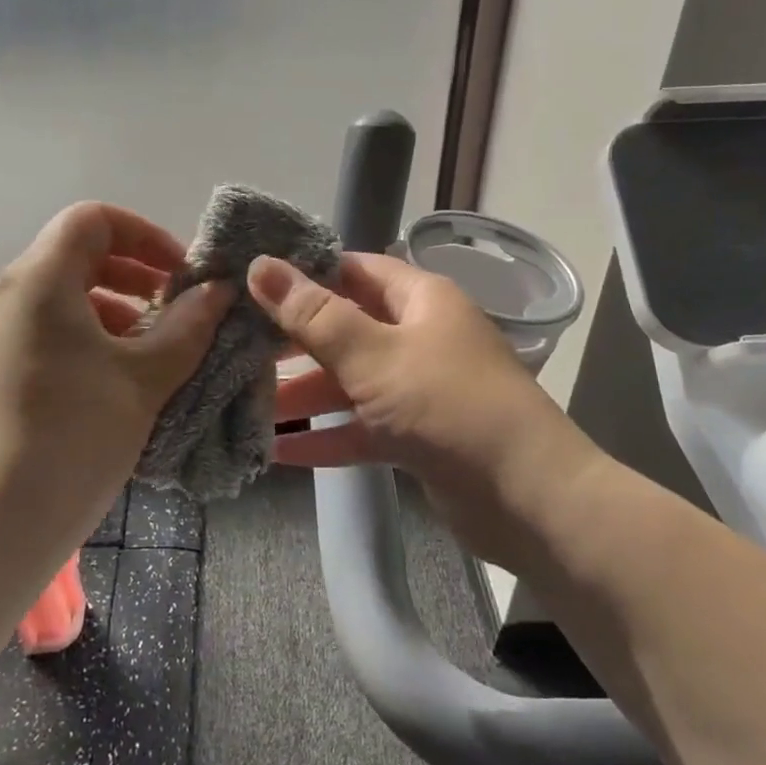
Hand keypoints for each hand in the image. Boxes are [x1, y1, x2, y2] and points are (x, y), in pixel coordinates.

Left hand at [0, 203, 231, 587]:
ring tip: (154, 350)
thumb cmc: (70, 440)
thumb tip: (219, 290)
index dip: (145, 234)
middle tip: (177, 310)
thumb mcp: (143, 380)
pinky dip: (87, 337)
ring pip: (62, 295)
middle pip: (77, 254)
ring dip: (114, 308)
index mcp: (39, 280)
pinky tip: (117, 380)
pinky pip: (45, 330)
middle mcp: (6, 294)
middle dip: (135, 273)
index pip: (93, 219)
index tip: (181, 275)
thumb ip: (188, 326)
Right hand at [250, 252, 588, 568]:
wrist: (529, 498)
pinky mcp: (416, 435)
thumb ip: (314, 315)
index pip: (352, 269)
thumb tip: (260, 265)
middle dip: (294, 340)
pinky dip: (326, 435)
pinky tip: (277, 450)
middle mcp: (419, 335)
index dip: (304, 272)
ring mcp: (418, 388)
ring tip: (245, 402)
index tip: (251, 282)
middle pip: (345, 327)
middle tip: (236, 345)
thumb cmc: (449, 406)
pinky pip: (361, 426)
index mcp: (419, 299)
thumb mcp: (374, 355)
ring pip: (349, 381)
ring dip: (303, 393)